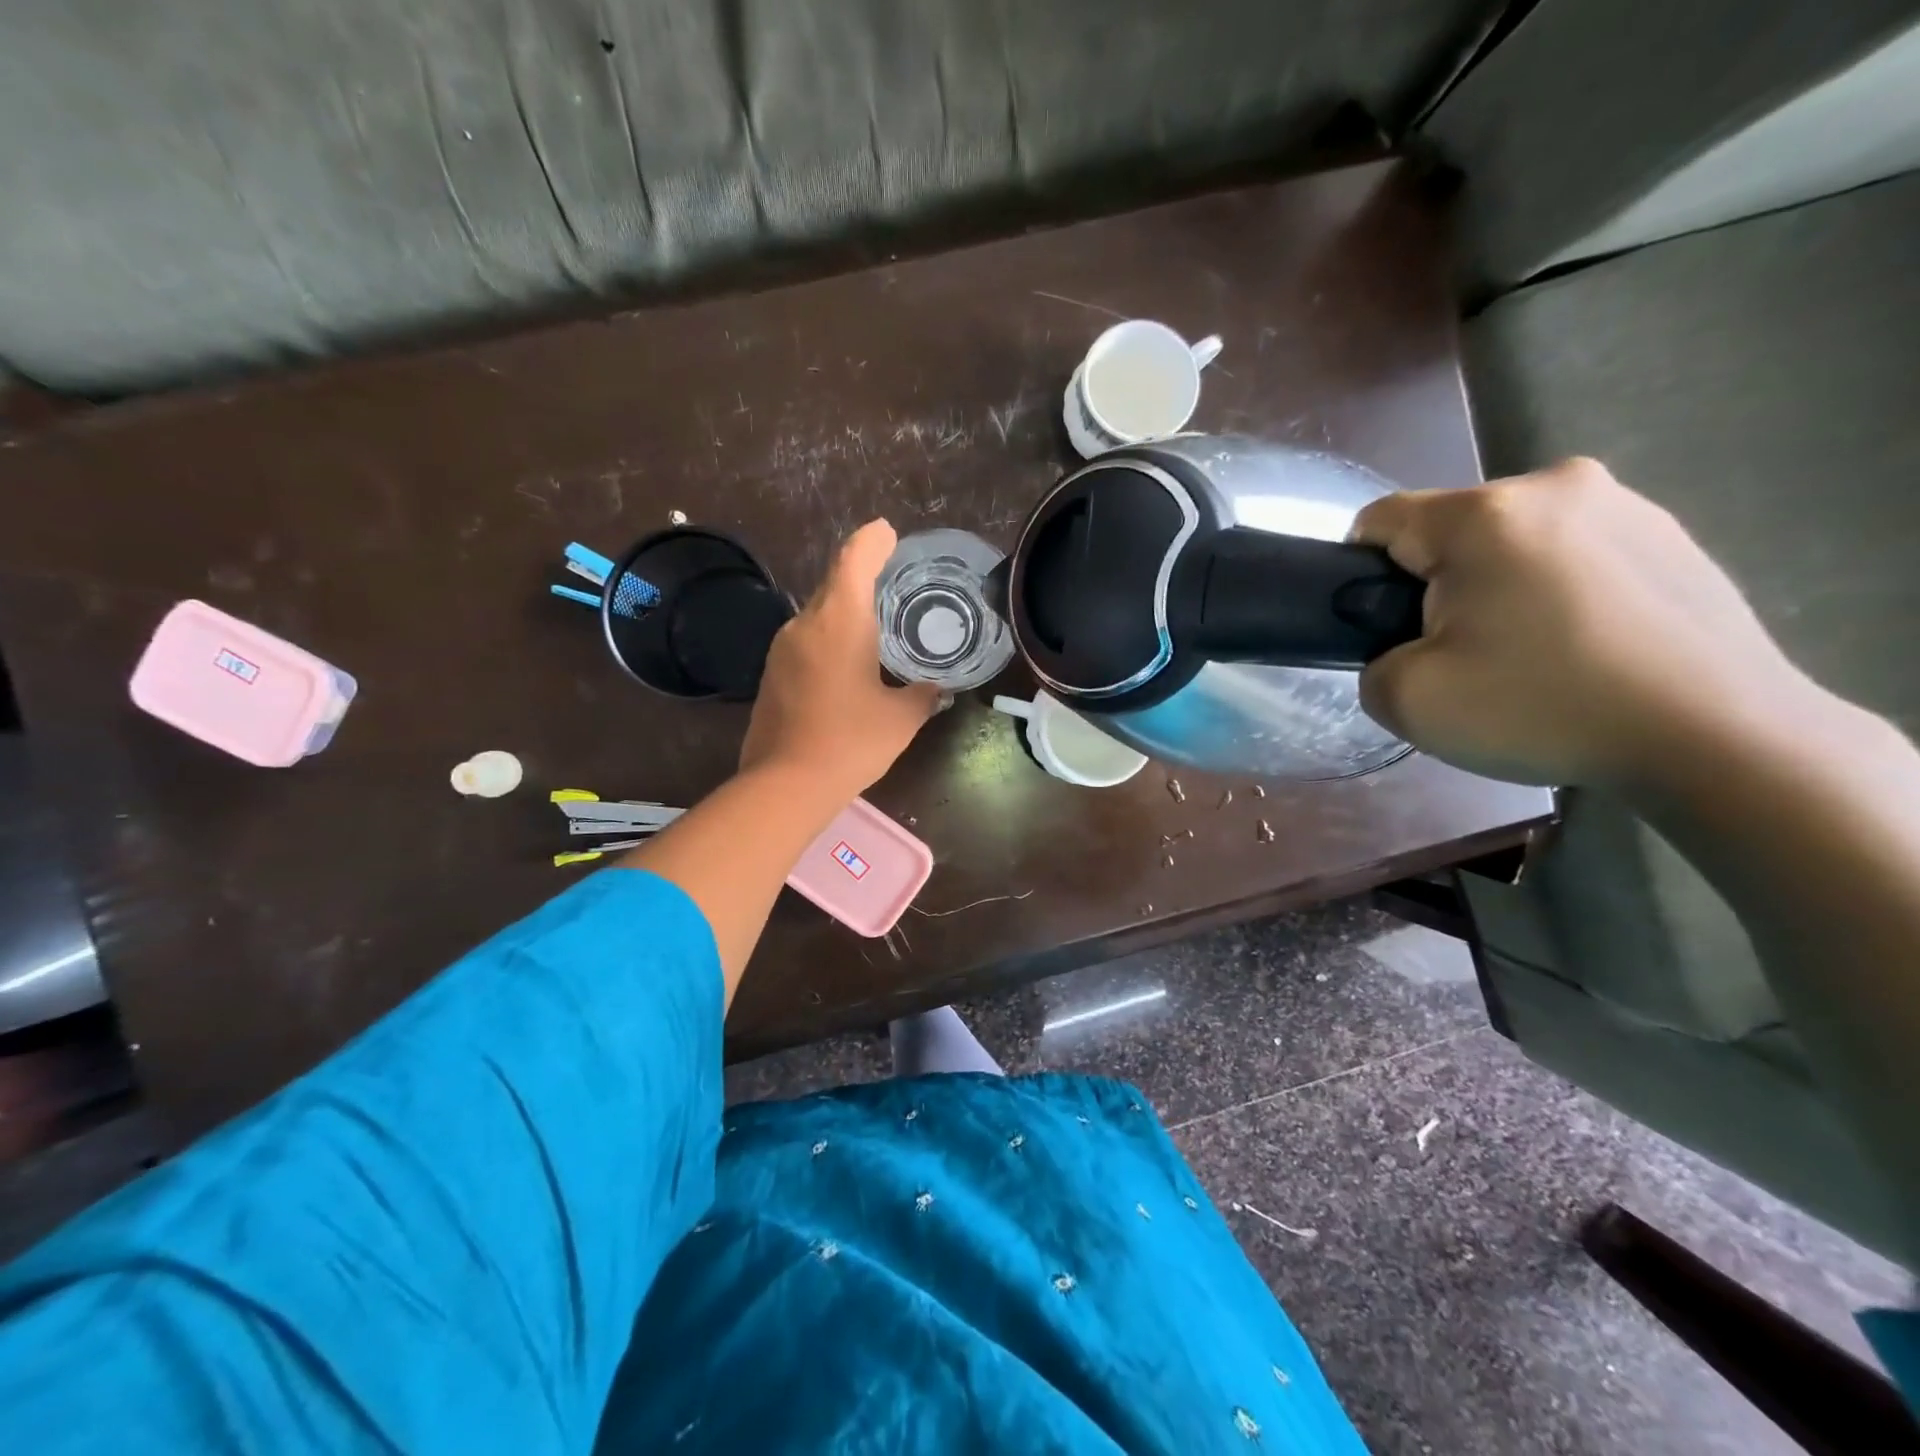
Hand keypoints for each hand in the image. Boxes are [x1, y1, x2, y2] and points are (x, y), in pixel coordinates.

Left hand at [739, 519, 941, 798]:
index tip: (887, 532)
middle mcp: (806, 623)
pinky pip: (807, 639)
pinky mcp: (773, 672)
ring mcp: (783, 648)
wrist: (786, 783)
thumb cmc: (851, 742)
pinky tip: (849, 658)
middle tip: (892, 574)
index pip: (854, 559)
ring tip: (876, 620)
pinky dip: (830, 635)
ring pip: (819, 613)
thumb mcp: (901, 718)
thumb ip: (923, 695)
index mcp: (840, 620)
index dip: (872, 541)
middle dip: (862, 572)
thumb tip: (937, 689)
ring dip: (845, 608)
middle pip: (834, 582)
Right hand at [1349, 458, 1813, 788]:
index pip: (1380, 521)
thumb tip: (1403, 649)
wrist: (1719, 738)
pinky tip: (1583, 647)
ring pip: (1514, 542)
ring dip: (1500, 587)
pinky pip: (1574, 554)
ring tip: (1529, 655)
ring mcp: (1627, 506)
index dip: (1361, 574)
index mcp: (1484, 515)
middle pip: (1450, 531)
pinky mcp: (1673, 536)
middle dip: (1437, 585)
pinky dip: (1558, 592)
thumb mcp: (1408, 701)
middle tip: (1463, 656)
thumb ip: (1372, 664)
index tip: (1386, 628)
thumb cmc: (1545, 708)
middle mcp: (1556, 485)